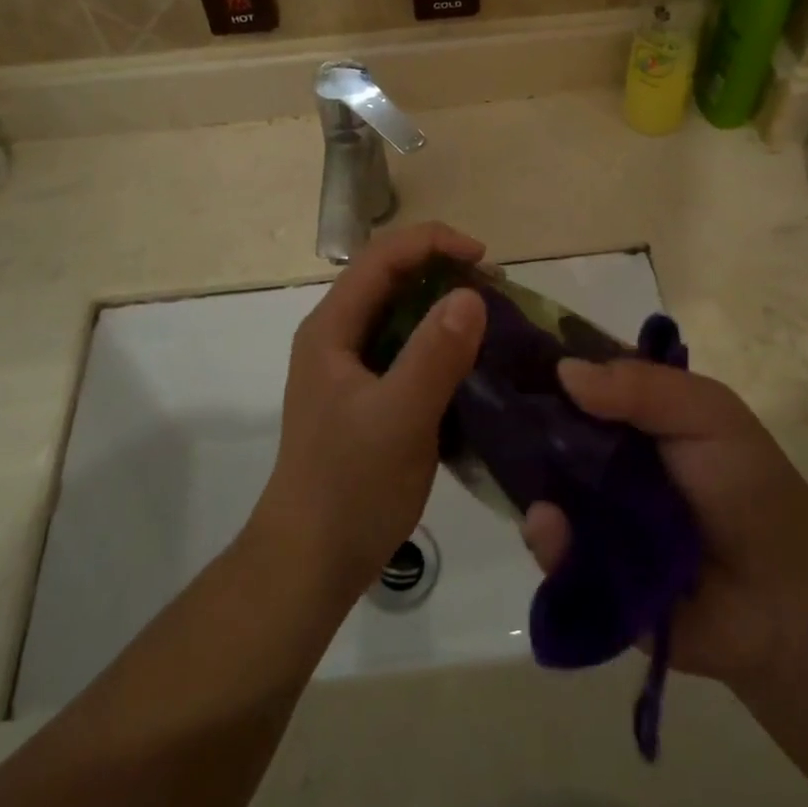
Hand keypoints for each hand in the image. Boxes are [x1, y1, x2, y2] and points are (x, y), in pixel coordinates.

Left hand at [252, 223, 488, 604]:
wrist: (311, 563)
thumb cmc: (349, 487)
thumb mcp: (398, 418)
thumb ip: (434, 355)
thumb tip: (472, 294)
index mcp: (332, 328)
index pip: (382, 257)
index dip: (432, 242)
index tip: (483, 258)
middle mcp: (338, 337)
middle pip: (392, 279)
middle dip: (444, 272)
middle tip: (496, 290)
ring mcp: (351, 368)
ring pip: (402, 314)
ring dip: (445, 308)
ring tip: (493, 321)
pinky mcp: (368, 396)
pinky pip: (408, 350)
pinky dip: (441, 344)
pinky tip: (474, 363)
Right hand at [520, 359, 807, 694]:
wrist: (789, 598)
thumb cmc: (747, 486)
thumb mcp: (705, 412)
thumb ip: (640, 386)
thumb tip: (564, 370)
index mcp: (630, 419)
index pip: (573, 386)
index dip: (542, 373)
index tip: (505, 361)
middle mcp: (603, 464)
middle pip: (547, 438)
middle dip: (521, 429)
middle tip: (498, 424)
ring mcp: (594, 519)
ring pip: (544, 493)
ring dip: (532, 487)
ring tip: (537, 490)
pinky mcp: (592, 576)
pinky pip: (558, 557)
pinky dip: (549, 544)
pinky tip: (547, 528)